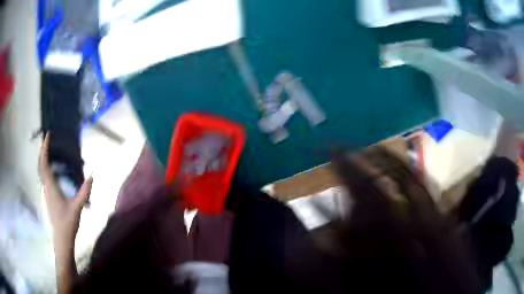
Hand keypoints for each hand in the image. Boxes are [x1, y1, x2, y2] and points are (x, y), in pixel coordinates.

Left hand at [38, 133, 92, 249]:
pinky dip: (45, 167)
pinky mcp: (48, 196)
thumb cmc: (68, 223)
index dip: (44, 148)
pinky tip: (52, 168)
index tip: (47, 135)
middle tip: (47, 139)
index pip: (44, 163)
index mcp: (51, 186)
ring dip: (43, 158)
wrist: (62, 238)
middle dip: (42, 150)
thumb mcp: (78, 207)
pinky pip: (44, 176)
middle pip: (40, 165)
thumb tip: (92, 175)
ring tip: (49, 150)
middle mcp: (46, 186)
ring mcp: (46, 191)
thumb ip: (84, 192)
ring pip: (41, 171)